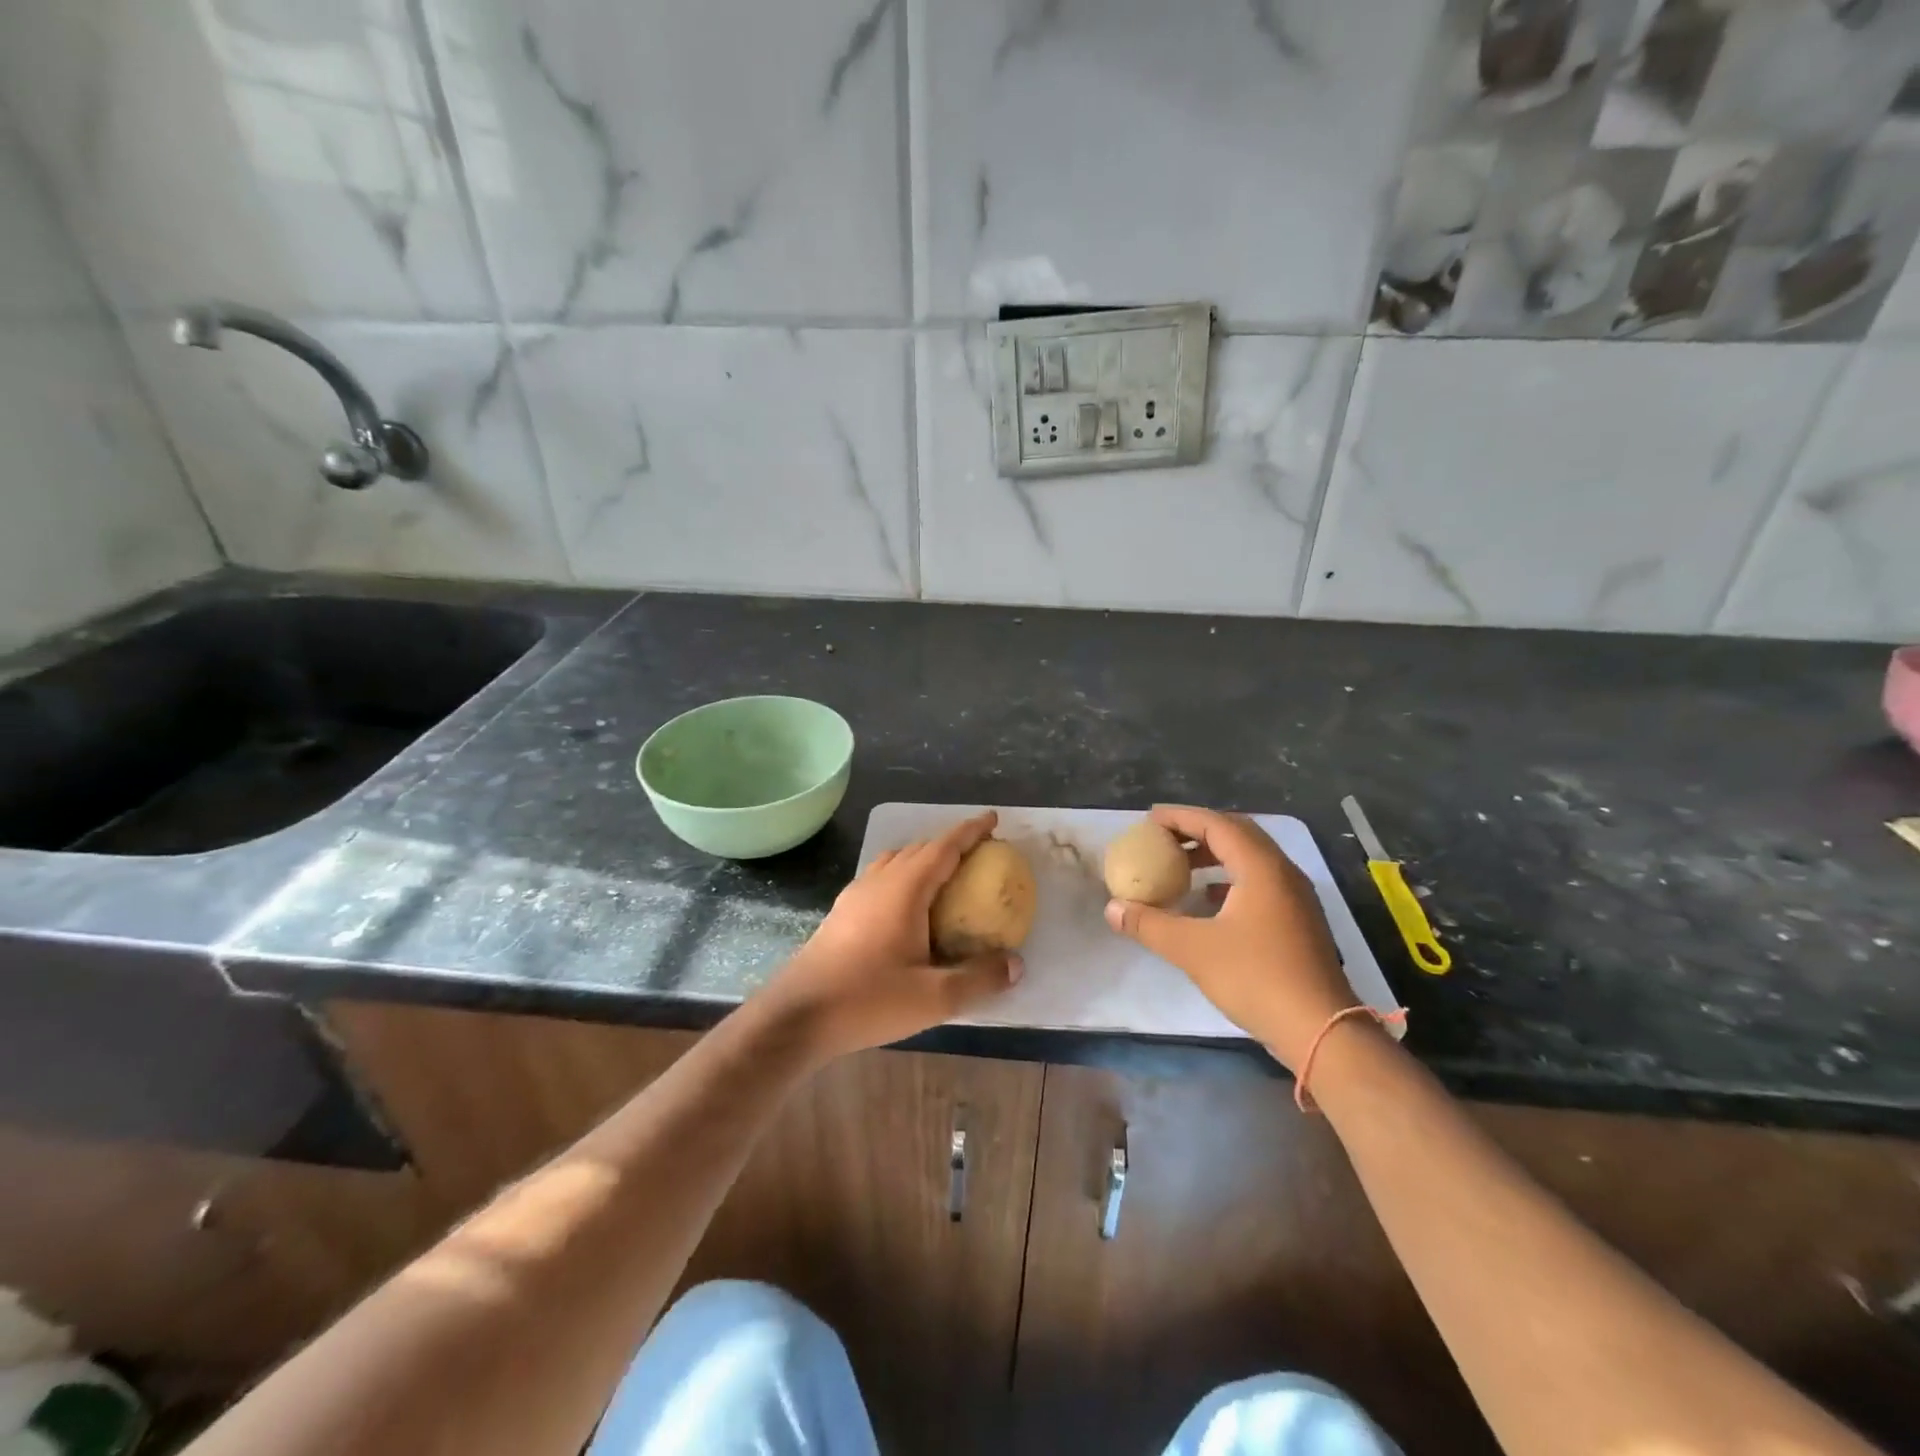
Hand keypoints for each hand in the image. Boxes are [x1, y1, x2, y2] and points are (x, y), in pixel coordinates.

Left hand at [757, 811, 1021, 1060]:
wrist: (798, 1015)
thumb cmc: (868, 999)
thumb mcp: (934, 997)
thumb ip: (979, 978)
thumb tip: (1016, 964)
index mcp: (905, 889)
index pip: (944, 847)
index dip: (970, 831)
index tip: (993, 819)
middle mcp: (879, 881)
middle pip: (920, 849)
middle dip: (951, 844)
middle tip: (979, 853)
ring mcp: (856, 895)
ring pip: (897, 861)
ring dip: (924, 858)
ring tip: (947, 875)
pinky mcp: (842, 912)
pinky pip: (881, 878)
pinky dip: (905, 876)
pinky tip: (909, 907)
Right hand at [1104, 806, 1355, 1070]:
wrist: (1321, 1030)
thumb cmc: (1256, 978)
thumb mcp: (1193, 950)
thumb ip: (1149, 924)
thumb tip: (1112, 908)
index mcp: (1260, 868)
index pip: (1217, 824)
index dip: (1181, 817)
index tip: (1149, 820)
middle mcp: (1282, 872)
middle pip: (1237, 834)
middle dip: (1198, 831)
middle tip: (1163, 838)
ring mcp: (1295, 897)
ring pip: (1250, 858)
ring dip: (1214, 855)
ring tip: (1179, 867)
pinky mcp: (1298, 920)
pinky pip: (1258, 881)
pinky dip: (1228, 879)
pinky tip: (1207, 901)